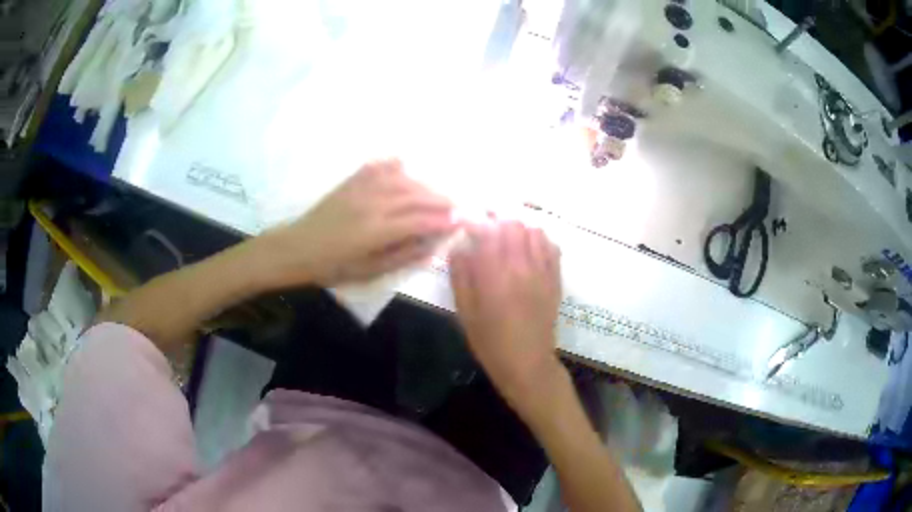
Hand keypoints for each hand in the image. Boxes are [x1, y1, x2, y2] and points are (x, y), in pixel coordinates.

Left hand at [259, 159, 456, 286]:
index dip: (444, 221)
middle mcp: (373, 203)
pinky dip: (395, 165)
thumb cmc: (332, 267)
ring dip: (425, 185)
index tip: (461, 222)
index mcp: (376, 230)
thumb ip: (402, 257)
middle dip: (442, 200)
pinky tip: (405, 167)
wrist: (297, 248)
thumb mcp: (368, 272)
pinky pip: (379, 166)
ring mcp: (361, 188)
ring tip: (437, 194)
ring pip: (403, 179)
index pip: (420, 220)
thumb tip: (433, 248)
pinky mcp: (351, 181)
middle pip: (416, 196)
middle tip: (458, 206)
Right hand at [449, 221, 562, 401]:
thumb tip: (459, 246)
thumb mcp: (465, 312)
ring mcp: (542, 271)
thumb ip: (461, 276)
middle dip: (497, 221)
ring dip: (518, 229)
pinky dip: (539, 241)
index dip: (474, 220)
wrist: (527, 363)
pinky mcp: (555, 279)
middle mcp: (521, 267)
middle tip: (486, 230)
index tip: (465, 221)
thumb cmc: (490, 342)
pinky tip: (529, 252)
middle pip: (513, 224)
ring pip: (534, 231)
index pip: (486, 231)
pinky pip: (551, 247)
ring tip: (508, 240)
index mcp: (494, 276)